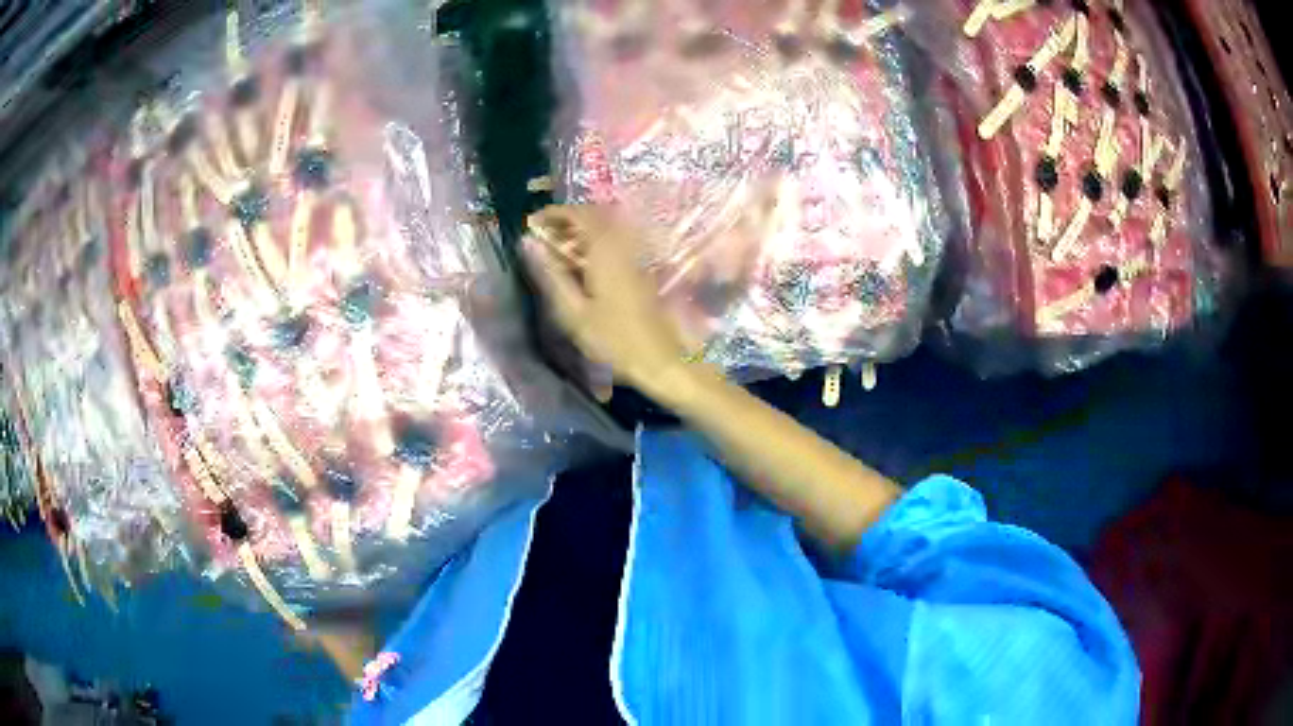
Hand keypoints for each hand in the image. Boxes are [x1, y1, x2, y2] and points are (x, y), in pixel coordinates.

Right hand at [523, 204, 689, 397]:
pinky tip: (581, 263)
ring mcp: (636, 255)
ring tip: (556, 248)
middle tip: (542, 234)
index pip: (579, 214)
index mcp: (605, 251)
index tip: (531, 223)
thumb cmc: (613, 340)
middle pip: (595, 215)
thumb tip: (527, 242)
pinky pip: (615, 241)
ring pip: (606, 227)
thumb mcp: (573, 311)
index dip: (554, 213)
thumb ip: (550, 273)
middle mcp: (624, 245)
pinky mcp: (641, 267)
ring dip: (580, 230)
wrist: (659, 359)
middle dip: (566, 219)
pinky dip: (594, 242)